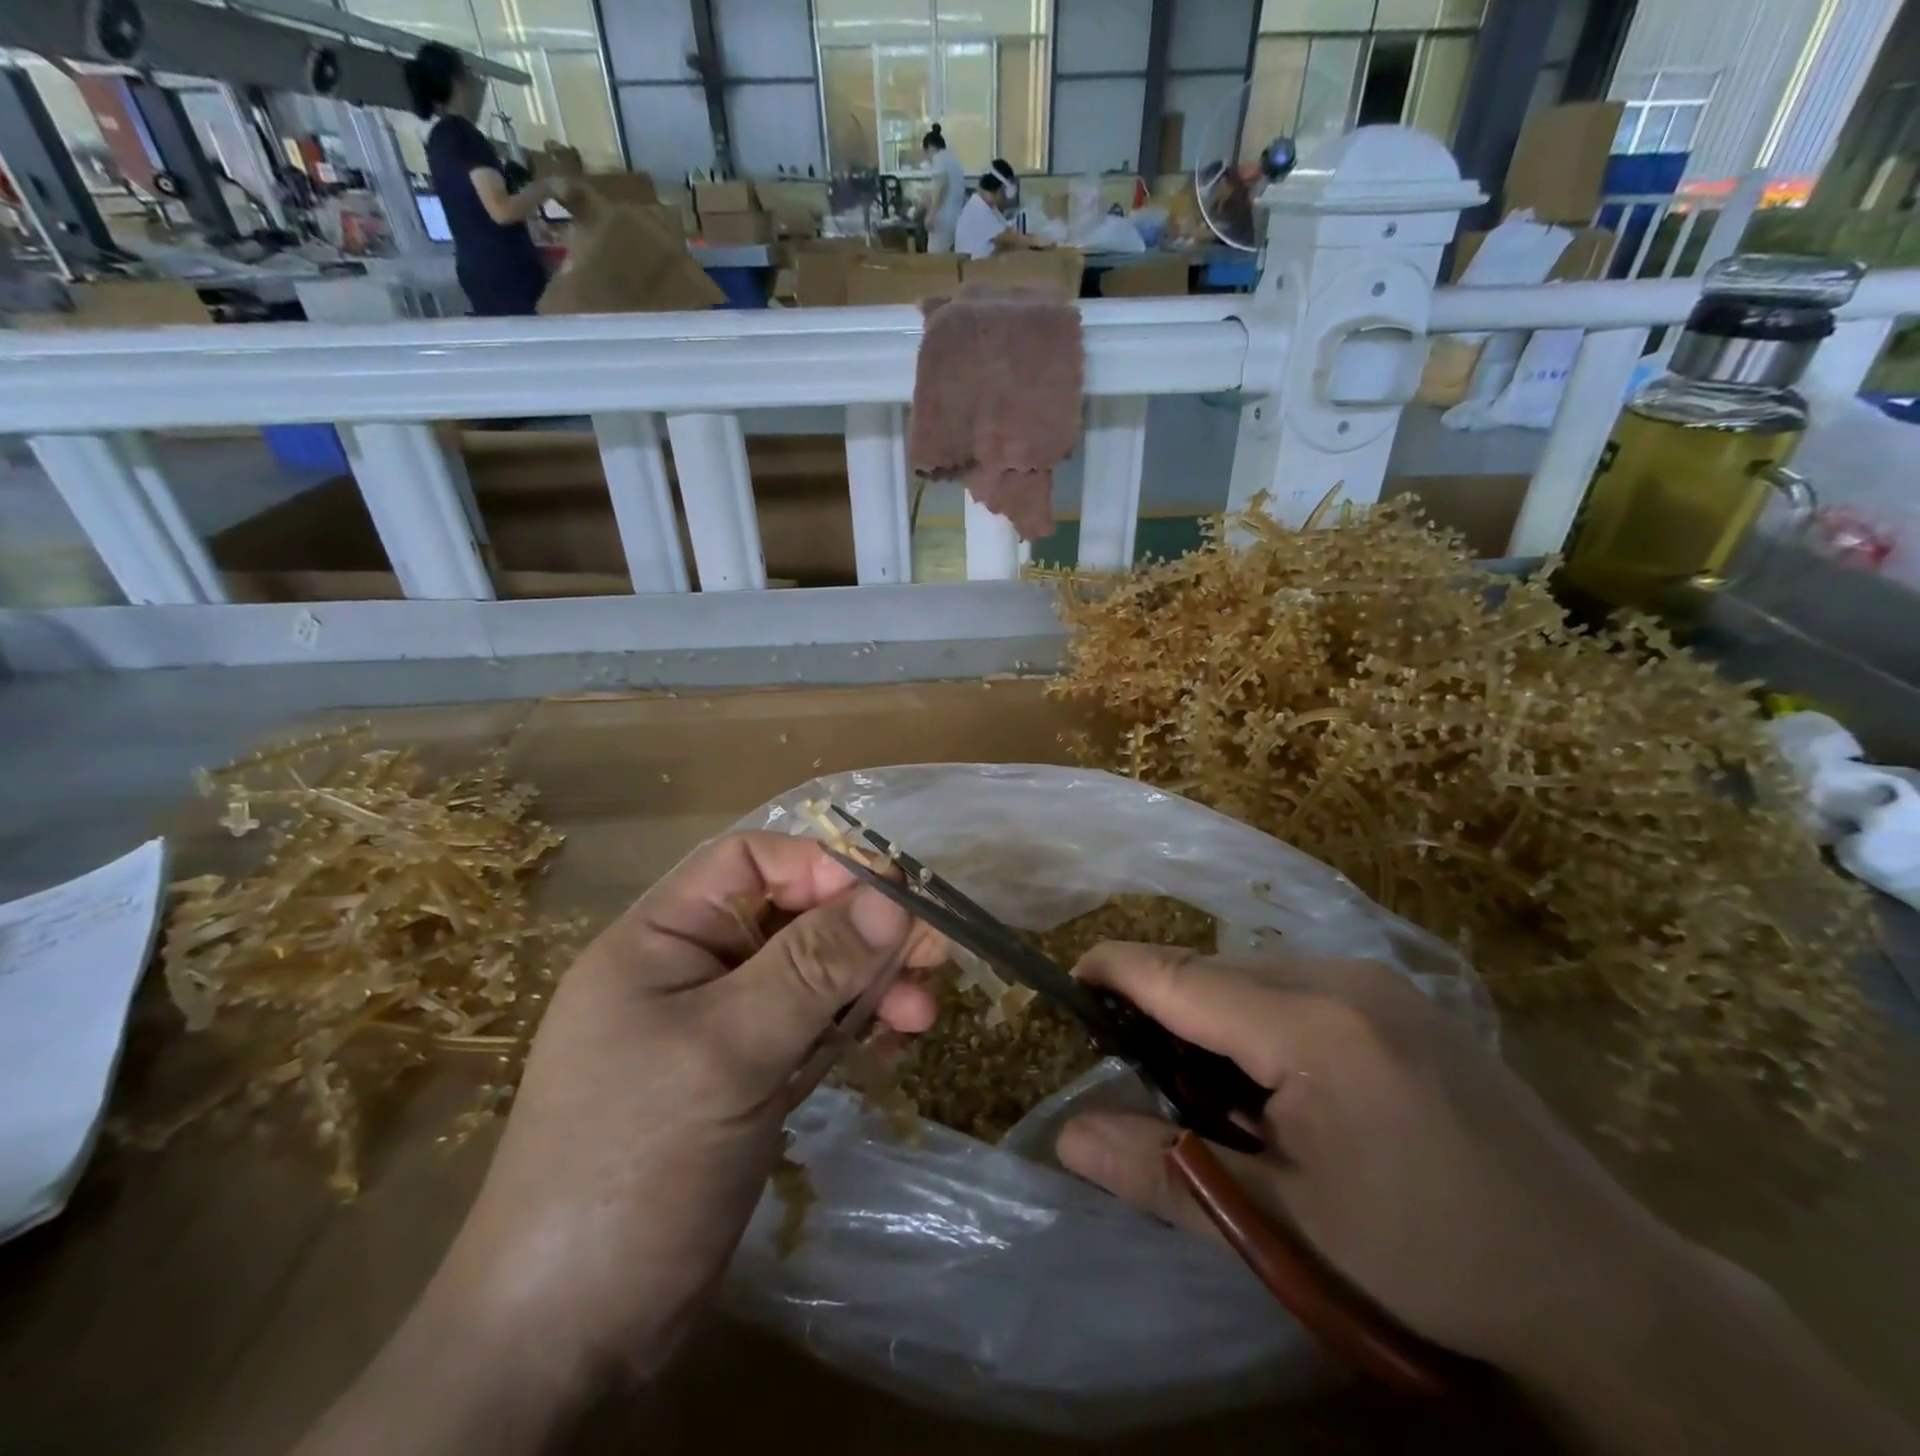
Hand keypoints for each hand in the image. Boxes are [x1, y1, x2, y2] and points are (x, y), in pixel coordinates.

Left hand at [429, 833, 944, 1378]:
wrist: (569, 1336)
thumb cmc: (636, 1164)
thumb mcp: (729, 1051)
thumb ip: (812, 967)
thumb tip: (892, 894)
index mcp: (660, 938)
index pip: (749, 862)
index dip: (820, 866)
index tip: (892, 894)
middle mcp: (690, 970)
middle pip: (790, 918)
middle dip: (861, 931)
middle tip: (933, 953)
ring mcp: (719, 1028)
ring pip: (808, 975)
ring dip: (867, 984)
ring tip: (923, 1012)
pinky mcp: (745, 1078)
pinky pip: (809, 1029)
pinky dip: (852, 1028)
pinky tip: (893, 1044)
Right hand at [1054, 945, 1691, 1379]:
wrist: (1601, 1284)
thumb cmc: (1428, 1257)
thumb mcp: (1282, 1227)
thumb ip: (1164, 1173)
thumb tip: (1068, 1138)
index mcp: (1311, 1025)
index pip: (1179, 975)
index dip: (1115, 970)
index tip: (1067, 982)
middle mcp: (1343, 977)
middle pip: (1215, 972)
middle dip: (1164, 1007)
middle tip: (1142, 1074)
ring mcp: (1380, 981)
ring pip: (1255, 976)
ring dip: (1215, 1017)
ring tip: (1215, 1093)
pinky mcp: (1402, 998)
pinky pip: (1298, 985)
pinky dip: (1260, 1018)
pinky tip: (1280, 1084)